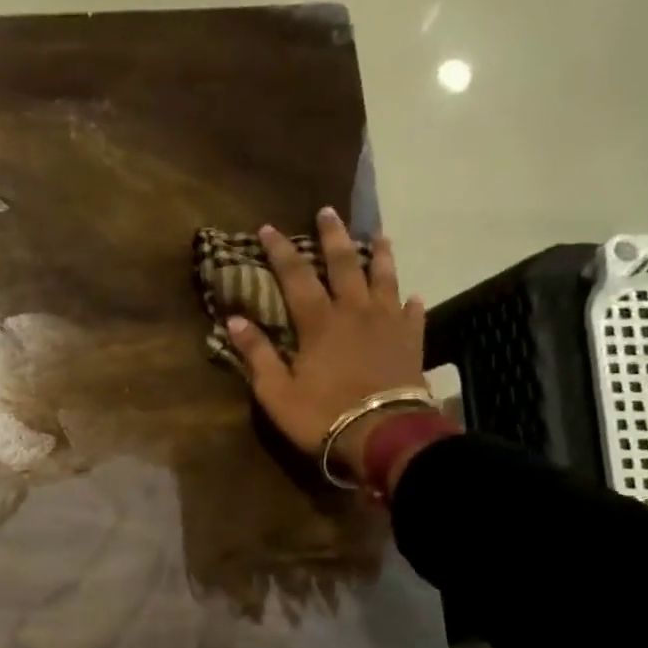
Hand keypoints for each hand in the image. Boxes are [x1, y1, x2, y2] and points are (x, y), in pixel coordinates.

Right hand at [226, 207, 428, 479]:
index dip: (280, 250)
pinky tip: (413, 296)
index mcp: (319, 322)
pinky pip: (413, 314)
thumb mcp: (276, 391)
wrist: (384, 435)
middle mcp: (355, 312)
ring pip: (384, 279)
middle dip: (333, 236)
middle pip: (344, 264)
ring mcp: (388, 324)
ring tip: (380, 236)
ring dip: (381, 256)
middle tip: (329, 211)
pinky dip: (410, 303)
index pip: (295, 275)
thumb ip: (257, 354)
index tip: (268, 227)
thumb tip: (234, 319)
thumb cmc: (323, 415)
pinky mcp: (412, 342)